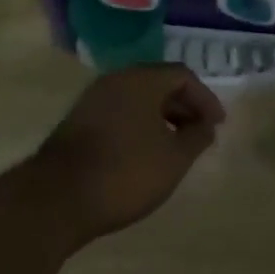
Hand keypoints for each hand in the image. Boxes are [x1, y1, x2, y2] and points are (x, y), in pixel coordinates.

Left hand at [29, 64, 225, 244]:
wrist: (57, 198)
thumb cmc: (124, 173)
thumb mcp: (173, 159)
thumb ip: (196, 137)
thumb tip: (206, 125)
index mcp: (141, 79)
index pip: (182, 75)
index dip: (205, 98)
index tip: (217, 126)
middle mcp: (116, 79)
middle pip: (158, 83)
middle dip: (184, 106)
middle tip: (199, 134)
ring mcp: (93, 99)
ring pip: (137, 98)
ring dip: (161, 117)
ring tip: (175, 146)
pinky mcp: (78, 121)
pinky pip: (119, 112)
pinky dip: (139, 125)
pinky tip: (144, 153)